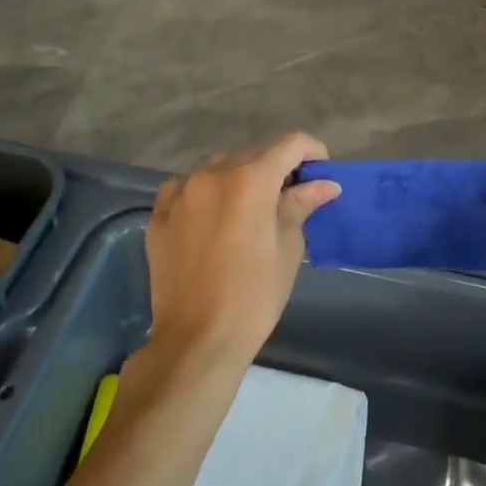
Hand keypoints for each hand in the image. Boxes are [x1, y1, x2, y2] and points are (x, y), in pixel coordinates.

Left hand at [144, 134, 340, 366]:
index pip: (291, 145)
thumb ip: (301, 205)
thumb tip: (325, 184)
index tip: (321, 172)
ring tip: (247, 210)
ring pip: (218, 167)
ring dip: (238, 179)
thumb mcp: (287, 249)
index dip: (312, 152)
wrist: (197, 340)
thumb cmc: (254, 296)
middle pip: (254, 155)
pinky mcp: (159, 214)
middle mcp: (213, 173)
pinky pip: (185, 187)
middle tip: (288, 199)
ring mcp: (181, 191)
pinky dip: (203, 193)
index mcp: (251, 179)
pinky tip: (210, 217)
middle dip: (276, 170)